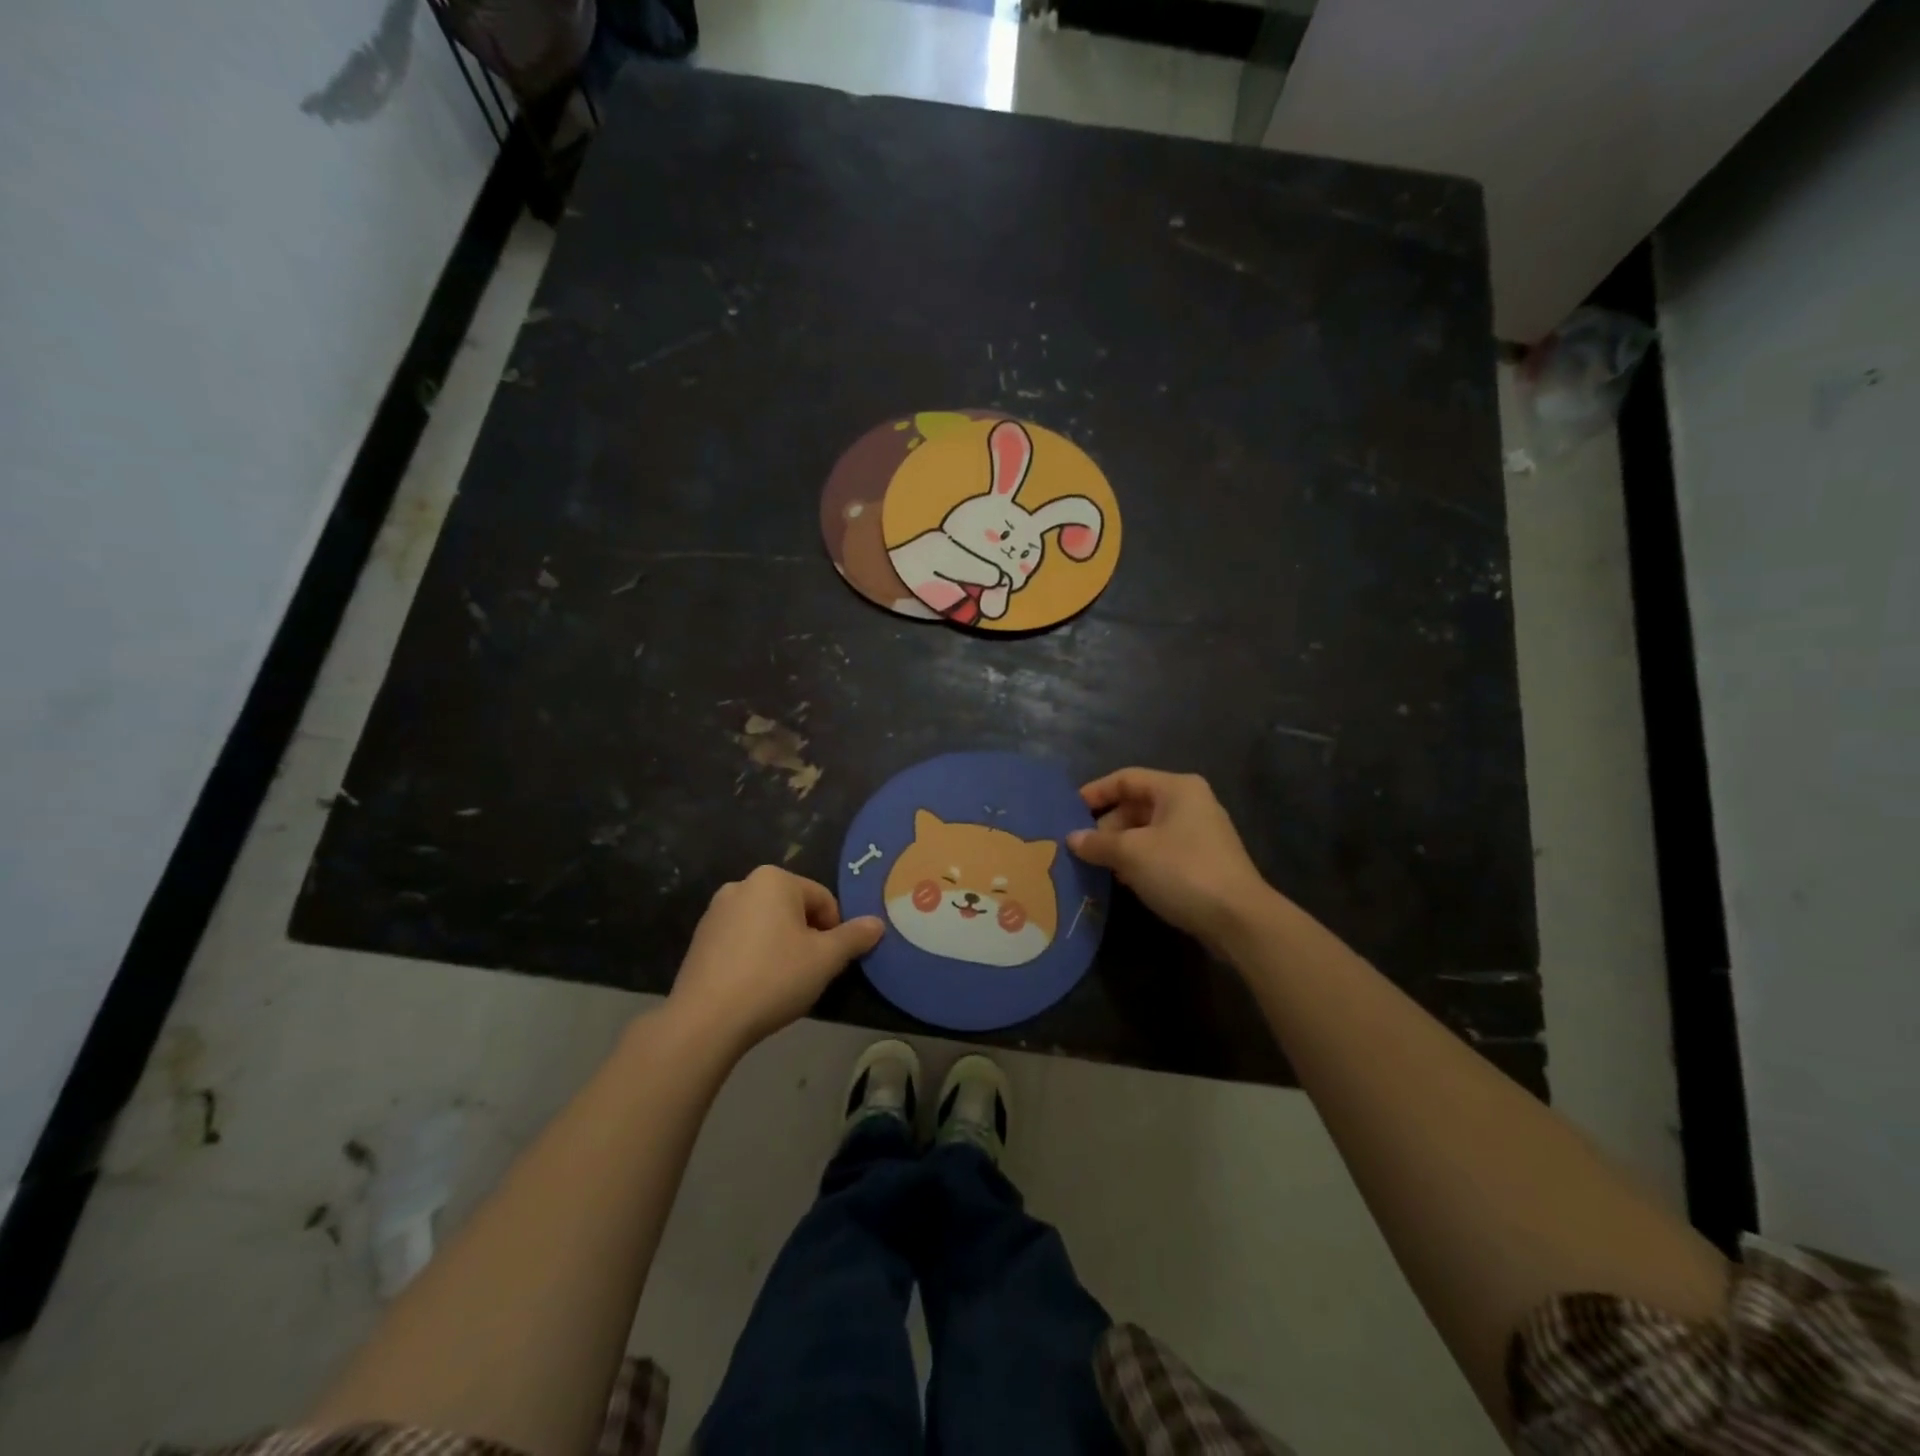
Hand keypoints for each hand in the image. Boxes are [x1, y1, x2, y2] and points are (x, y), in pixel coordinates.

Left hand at [668, 867, 882, 1053]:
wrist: (706, 1020)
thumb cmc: (773, 977)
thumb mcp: (825, 959)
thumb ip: (854, 937)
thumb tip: (877, 923)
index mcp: (774, 879)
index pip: (822, 898)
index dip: (835, 931)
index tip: (831, 962)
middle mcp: (742, 885)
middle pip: (793, 908)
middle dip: (806, 937)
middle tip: (809, 972)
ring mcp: (716, 911)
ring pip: (767, 924)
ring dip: (781, 946)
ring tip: (782, 982)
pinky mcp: (700, 939)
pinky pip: (741, 940)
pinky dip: (754, 956)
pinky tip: (755, 986)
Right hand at [1068, 769, 1272, 954]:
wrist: (1239, 919)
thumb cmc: (1182, 871)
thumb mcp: (1131, 854)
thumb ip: (1097, 842)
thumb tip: (1072, 839)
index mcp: (1176, 788)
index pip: (1125, 778)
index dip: (1094, 793)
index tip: (1067, 813)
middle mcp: (1190, 803)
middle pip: (1136, 804)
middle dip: (1106, 825)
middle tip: (1080, 847)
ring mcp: (1200, 833)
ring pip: (1147, 830)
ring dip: (1120, 846)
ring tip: (1095, 865)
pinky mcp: (1203, 861)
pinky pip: (1161, 850)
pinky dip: (1139, 860)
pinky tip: (1122, 879)